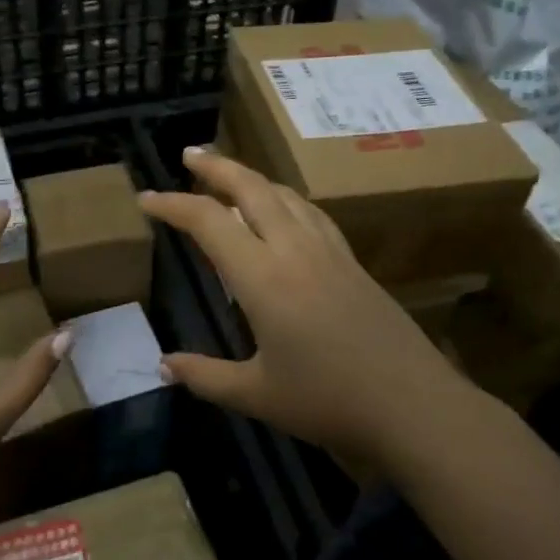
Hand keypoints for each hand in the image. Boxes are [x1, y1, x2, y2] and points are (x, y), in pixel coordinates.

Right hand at [139, 146, 473, 476]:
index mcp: (262, 277)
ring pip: (284, 194)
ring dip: (252, 177)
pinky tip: (283, 209)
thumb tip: (163, 365)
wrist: (413, 405)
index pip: (208, 222)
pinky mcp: (351, 260)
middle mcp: (293, 249)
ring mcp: (328, 250)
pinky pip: (310, 212)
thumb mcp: (256, 395)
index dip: (172, 205)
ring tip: (230, 175)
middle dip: (216, 167)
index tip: (146, 199)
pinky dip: (284, 198)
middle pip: (251, 188)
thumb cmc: (328, 401)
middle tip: (190, 154)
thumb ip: (205, 376)